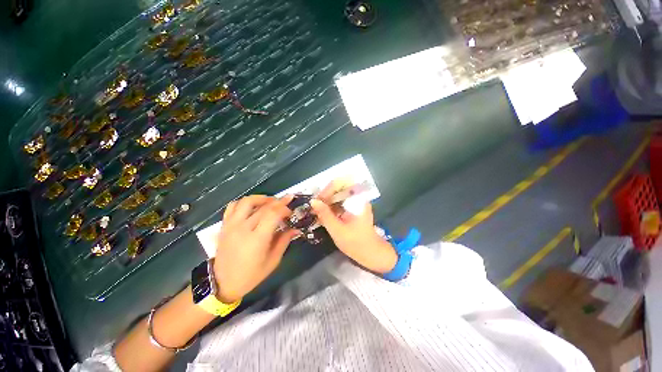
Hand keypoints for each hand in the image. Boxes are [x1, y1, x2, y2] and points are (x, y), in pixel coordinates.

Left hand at [213, 195, 298, 302]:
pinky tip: (253, 206)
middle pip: (263, 207)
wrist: (223, 283)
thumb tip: (295, 229)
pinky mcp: (224, 225)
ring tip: (271, 201)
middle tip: (287, 201)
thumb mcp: (273, 261)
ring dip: (262, 198)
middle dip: (278, 202)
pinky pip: (233, 206)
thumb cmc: (251, 275)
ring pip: (247, 201)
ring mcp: (231, 225)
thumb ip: (284, 241)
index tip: (290, 212)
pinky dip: (244, 202)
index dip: (284, 209)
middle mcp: (243, 228)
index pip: (273, 214)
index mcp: (257, 239)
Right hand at [310, 181, 396, 273]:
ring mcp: (356, 202)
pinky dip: (331, 206)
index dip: (325, 191)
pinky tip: (324, 214)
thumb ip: (325, 214)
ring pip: (338, 195)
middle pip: (337, 188)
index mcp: (357, 199)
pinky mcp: (354, 208)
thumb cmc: (355, 243)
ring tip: (317, 210)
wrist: (371, 253)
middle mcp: (358, 197)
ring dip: (327, 201)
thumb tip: (313, 201)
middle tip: (314, 206)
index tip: (315, 202)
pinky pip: (340, 202)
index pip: (338, 185)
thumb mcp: (337, 230)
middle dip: (325, 196)